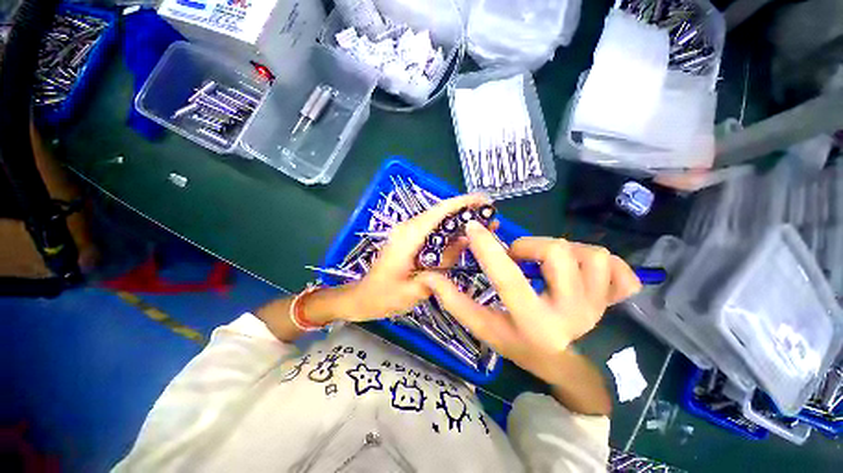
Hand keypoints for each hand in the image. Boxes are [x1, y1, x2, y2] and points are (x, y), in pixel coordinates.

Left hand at [340, 194, 490, 321]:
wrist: (363, 297)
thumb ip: (442, 264)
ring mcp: (406, 232)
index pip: (438, 212)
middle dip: (465, 211)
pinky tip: (461, 237)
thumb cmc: (385, 296)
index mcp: (408, 237)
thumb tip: (465, 241)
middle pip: (439, 212)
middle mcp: (407, 228)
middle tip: (490, 217)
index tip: (483, 200)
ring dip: (458, 220)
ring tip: (481, 225)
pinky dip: (448, 230)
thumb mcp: (417, 288)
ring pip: (436, 219)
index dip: (461, 202)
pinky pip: (431, 229)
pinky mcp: (408, 238)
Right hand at [419, 222, 641, 384]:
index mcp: (534, 324)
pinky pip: (618, 266)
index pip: (508, 279)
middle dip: (530, 247)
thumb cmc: (519, 344)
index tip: (472, 227)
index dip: (488, 249)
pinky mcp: (616, 300)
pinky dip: (601, 261)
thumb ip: (455, 301)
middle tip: (519, 257)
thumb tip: (430, 277)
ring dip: (563, 251)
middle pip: (557, 252)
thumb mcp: (483, 327)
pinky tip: (584, 272)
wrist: (563, 364)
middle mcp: (572, 314)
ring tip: (549, 266)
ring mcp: (601, 306)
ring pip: (590, 254)